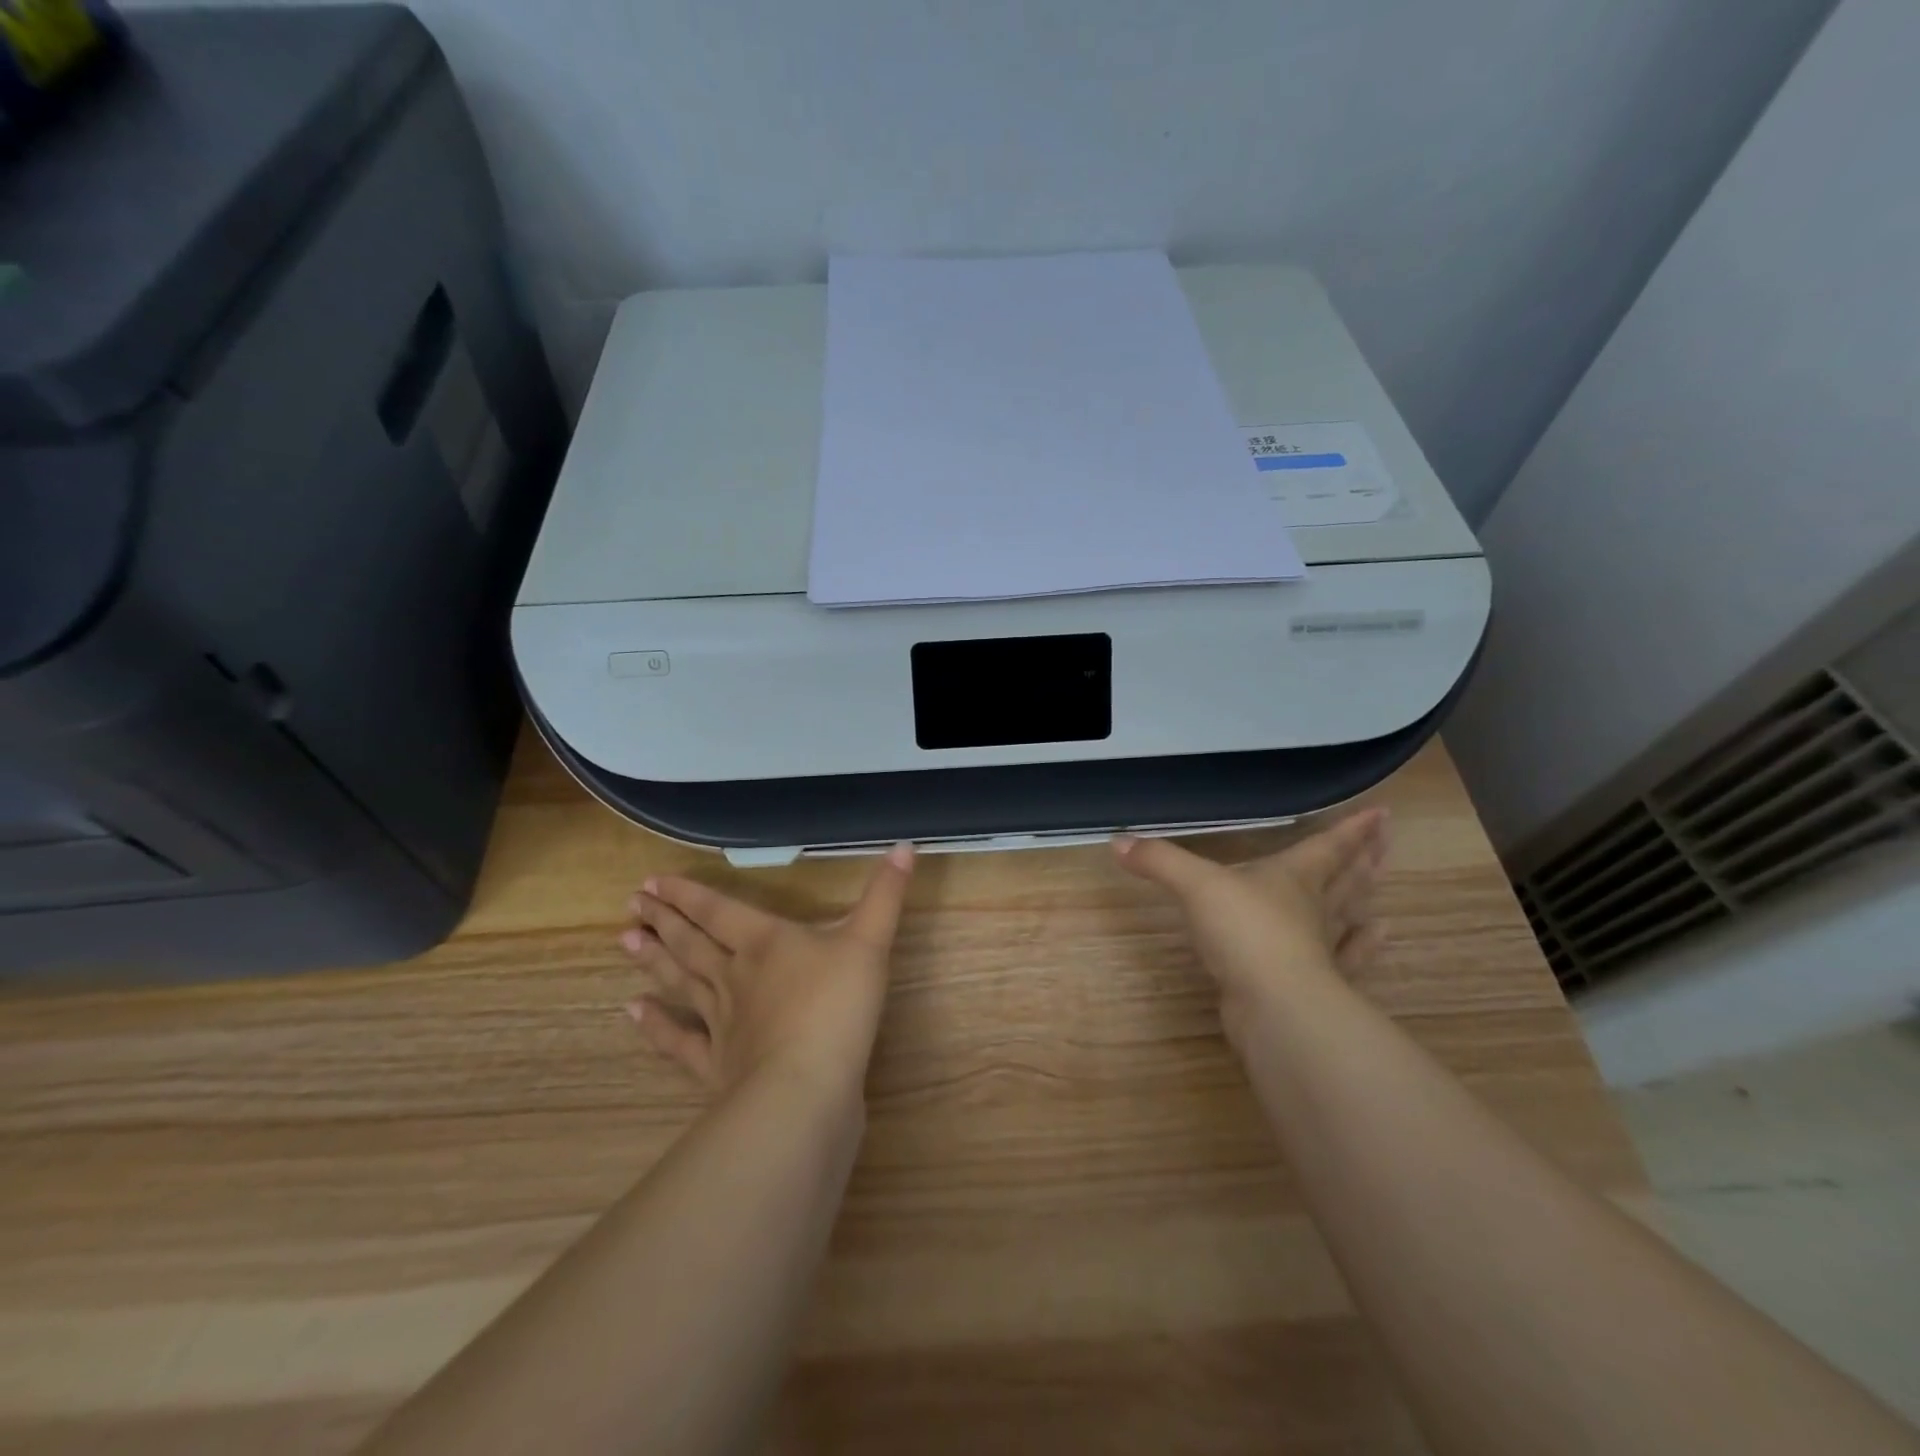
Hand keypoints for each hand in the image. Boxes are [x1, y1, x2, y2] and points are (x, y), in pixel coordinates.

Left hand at [618, 844, 915, 1097]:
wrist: (806, 1089)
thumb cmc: (838, 1006)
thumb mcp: (870, 941)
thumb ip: (886, 894)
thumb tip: (905, 846)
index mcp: (764, 942)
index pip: (718, 910)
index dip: (687, 895)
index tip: (652, 882)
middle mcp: (733, 976)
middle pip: (692, 942)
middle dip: (664, 921)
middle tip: (632, 904)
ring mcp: (720, 1022)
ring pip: (681, 983)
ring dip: (654, 961)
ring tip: (624, 940)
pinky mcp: (717, 1065)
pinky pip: (679, 1042)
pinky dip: (656, 1027)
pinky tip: (632, 1012)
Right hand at [1113, 810, 1389, 1053]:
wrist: (1274, 1005)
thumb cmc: (1244, 932)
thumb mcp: (1195, 887)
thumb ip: (1159, 862)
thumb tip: (1117, 841)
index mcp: (1293, 879)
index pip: (1327, 847)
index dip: (1352, 830)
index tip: (1382, 813)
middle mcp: (1313, 910)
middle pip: (1347, 878)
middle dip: (1366, 857)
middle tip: (1388, 840)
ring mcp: (1320, 950)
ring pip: (1348, 918)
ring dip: (1365, 900)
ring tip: (1383, 890)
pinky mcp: (1316, 986)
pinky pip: (1346, 961)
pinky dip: (1362, 948)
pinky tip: (1377, 938)